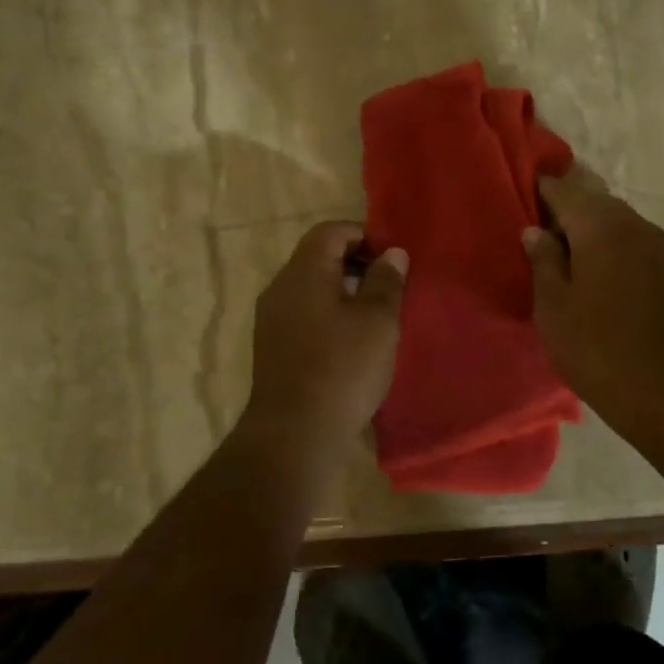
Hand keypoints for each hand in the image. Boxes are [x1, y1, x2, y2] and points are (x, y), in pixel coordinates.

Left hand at [242, 222, 406, 456]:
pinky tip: (352, 342)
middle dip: (356, 264)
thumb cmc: (343, 367)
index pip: (331, 231)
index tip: (392, 258)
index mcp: (303, 272)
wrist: (295, 432)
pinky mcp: (272, 347)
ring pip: (311, 288)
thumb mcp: (377, 320)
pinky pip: (304, 314)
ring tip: (376, 316)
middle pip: (318, 257)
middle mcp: (280, 288)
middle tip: (390, 286)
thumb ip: (386, 280)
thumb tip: (392, 253)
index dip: (364, 235)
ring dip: (344, 292)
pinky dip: (329, 315)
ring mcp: (271, 319)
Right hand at [523, 170, 663, 440]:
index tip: (522, 196)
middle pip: (595, 202)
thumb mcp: (553, 306)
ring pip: (617, 223)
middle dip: (567, 211)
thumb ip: (543, 260)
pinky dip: (612, 248)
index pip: (565, 190)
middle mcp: (635, 225)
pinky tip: (598, 276)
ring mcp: (660, 247)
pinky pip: (634, 244)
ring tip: (566, 258)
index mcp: (602, 226)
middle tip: (540, 235)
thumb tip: (536, 231)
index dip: (541, 190)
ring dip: (591, 231)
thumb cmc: (596, 348)